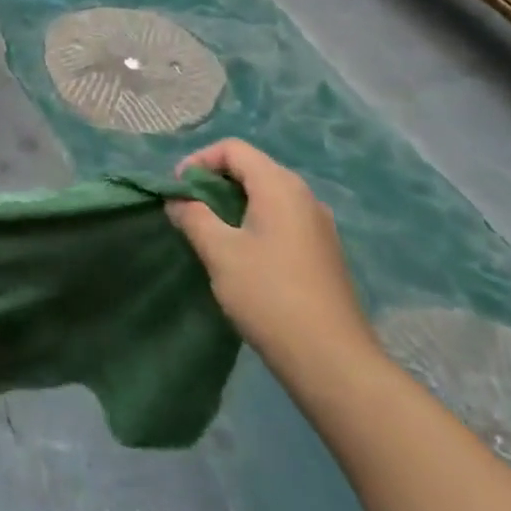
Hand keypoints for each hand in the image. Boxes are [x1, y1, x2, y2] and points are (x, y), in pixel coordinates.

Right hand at [168, 139, 378, 396]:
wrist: (333, 362)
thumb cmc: (270, 296)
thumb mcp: (220, 252)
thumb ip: (193, 217)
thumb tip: (177, 199)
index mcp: (279, 186)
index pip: (233, 149)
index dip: (199, 160)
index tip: (176, 189)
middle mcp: (303, 196)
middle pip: (251, 168)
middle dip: (214, 182)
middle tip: (187, 209)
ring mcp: (318, 225)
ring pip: (266, 196)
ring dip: (232, 204)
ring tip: (208, 232)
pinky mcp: (322, 252)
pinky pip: (280, 219)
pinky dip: (253, 223)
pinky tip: (240, 255)